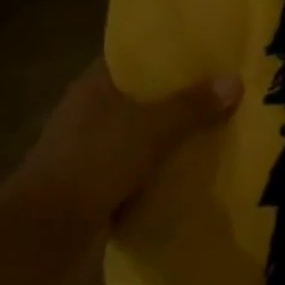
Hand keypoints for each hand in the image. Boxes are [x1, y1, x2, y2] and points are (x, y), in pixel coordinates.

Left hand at [12, 62, 241, 226]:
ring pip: (141, 135)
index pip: (132, 60)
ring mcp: (89, 151)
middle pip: (141, 98)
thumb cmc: (96, 160)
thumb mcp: (152, 128)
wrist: (48, 228)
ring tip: (217, 129)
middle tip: (223, 92)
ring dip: (170, 137)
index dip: (166, 56)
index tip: (204, 56)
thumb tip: (236, 80)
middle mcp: (88, 113)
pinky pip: (138, 168)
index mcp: (93, 87)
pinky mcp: (95, 184)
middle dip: (178, 99)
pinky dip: (161, 169)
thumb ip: (193, 105)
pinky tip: (193, 169)